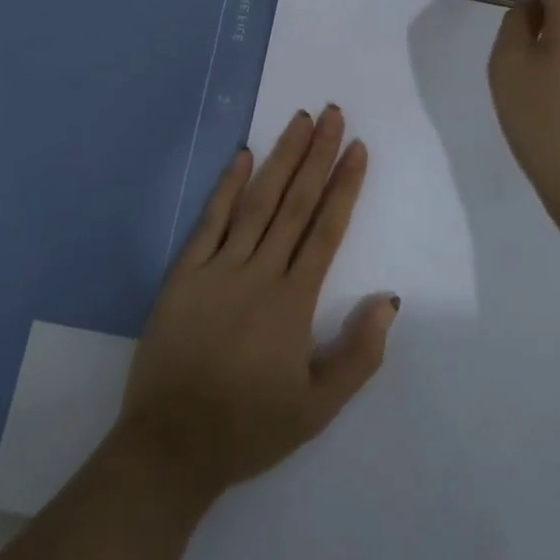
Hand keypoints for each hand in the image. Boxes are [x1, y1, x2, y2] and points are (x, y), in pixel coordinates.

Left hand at [112, 107, 399, 506]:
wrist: (171, 446)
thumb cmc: (249, 428)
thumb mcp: (318, 408)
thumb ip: (359, 355)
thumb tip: (388, 299)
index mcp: (294, 303)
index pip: (326, 230)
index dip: (344, 186)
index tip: (358, 148)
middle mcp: (259, 273)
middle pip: (295, 203)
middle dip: (318, 155)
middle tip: (334, 114)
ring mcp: (218, 268)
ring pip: (257, 201)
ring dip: (281, 158)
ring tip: (300, 120)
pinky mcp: (184, 272)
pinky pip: (210, 220)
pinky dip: (226, 186)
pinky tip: (241, 154)